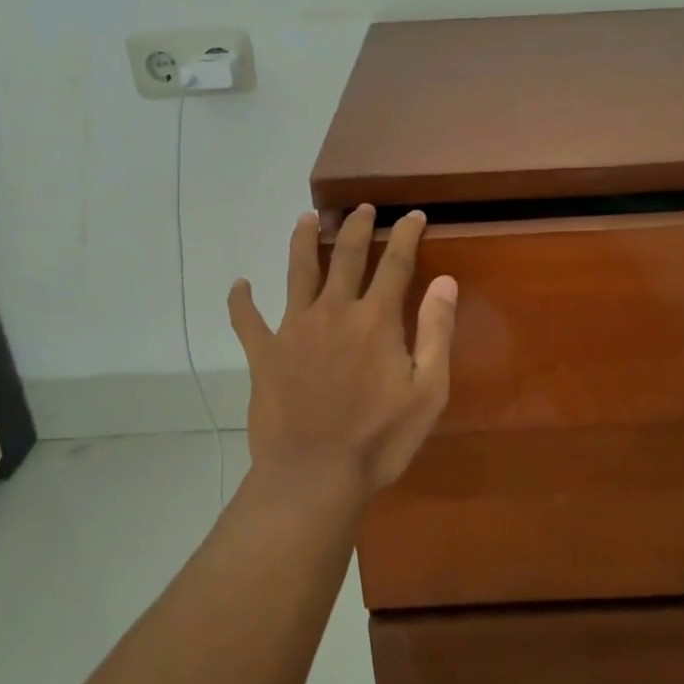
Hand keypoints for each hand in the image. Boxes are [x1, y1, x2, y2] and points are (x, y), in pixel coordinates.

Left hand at [228, 206, 458, 509]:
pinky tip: (239, 285)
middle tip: (362, 206)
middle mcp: (334, 311)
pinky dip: (241, 301)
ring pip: (297, 272)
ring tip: (306, 218)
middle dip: (356, 227)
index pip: (395, 263)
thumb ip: (437, 331)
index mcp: (376, 319)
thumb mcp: (428, 391)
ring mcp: (294, 329)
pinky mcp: (264, 354)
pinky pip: (246, 320)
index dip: (405, 234)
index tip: (413, 215)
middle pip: (345, 256)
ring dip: (303, 241)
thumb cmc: (379, 439)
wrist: (313, 476)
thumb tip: (445, 281)